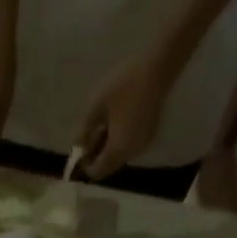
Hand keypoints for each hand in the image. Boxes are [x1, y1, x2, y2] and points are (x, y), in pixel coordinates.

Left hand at [75, 56, 174, 179]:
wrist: (159, 65)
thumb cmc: (125, 84)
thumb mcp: (96, 106)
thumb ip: (82, 130)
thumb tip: (77, 147)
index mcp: (117, 151)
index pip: (96, 171)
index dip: (85, 163)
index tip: (81, 145)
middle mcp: (131, 154)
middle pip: (107, 166)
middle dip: (96, 156)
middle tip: (90, 133)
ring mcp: (142, 145)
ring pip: (118, 157)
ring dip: (106, 148)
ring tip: (102, 124)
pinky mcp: (149, 135)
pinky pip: (128, 147)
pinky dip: (118, 142)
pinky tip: (116, 122)